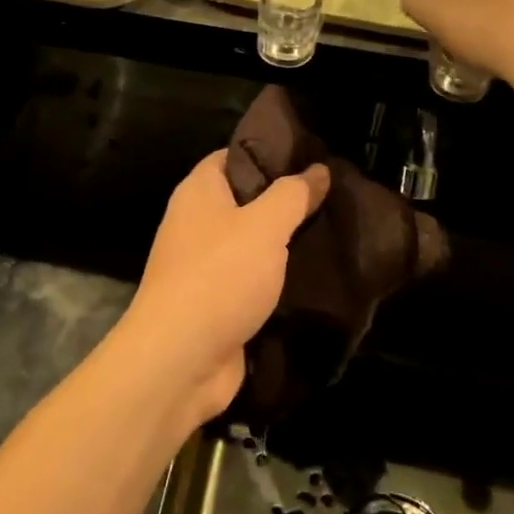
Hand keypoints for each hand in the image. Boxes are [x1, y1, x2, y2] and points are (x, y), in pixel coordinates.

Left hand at [122, 151, 329, 425]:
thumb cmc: (219, 277)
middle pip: (245, 200)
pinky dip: (277, 279)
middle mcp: (196, 222)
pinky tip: (314, 277)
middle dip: (285, 200)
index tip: (311, 157)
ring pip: (251, 242)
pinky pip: (251, 279)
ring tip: (333, 233)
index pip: (233, 156)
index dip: (269, 153)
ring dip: (285, 242)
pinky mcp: (215, 303)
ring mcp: (203, 265)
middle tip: (331, 197)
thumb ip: (293, 195)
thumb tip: (318, 169)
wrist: (180, 360)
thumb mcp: (265, 226)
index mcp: (198, 191)